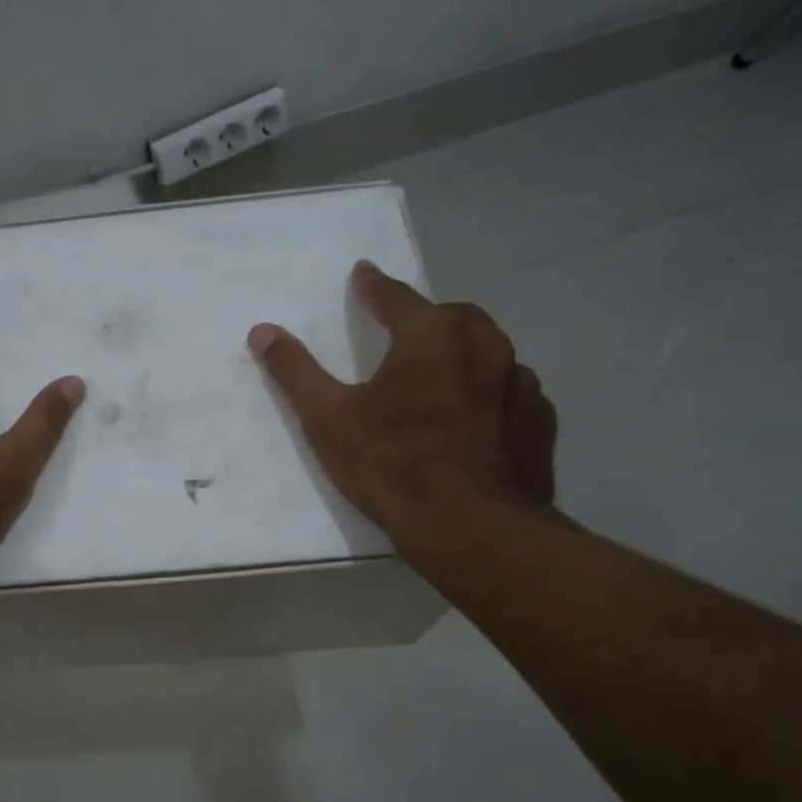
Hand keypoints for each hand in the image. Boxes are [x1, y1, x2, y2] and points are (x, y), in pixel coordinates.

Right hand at [247, 261, 556, 557]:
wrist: (470, 527)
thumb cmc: (391, 464)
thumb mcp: (327, 418)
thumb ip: (294, 371)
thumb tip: (262, 331)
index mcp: (432, 335)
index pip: (395, 296)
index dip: (373, 286)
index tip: (362, 274)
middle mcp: (484, 344)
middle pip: (451, 316)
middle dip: (425, 318)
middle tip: (403, 332)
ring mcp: (520, 382)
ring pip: (488, 351)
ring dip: (462, 354)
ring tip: (440, 376)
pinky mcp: (539, 421)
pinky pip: (511, 391)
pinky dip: (490, 393)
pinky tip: (475, 418)